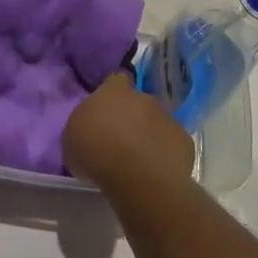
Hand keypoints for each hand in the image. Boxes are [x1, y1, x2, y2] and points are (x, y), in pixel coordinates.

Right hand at [62, 73, 194, 189]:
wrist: (138, 176)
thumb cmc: (96, 152)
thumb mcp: (72, 138)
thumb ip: (84, 126)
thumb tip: (91, 130)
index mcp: (113, 91)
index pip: (116, 80)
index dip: (112, 94)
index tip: (106, 111)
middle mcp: (143, 98)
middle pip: (139, 102)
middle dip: (133, 117)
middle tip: (120, 140)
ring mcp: (168, 118)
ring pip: (158, 122)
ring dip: (150, 135)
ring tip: (139, 160)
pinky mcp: (185, 142)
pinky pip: (173, 145)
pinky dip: (166, 154)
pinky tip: (156, 172)